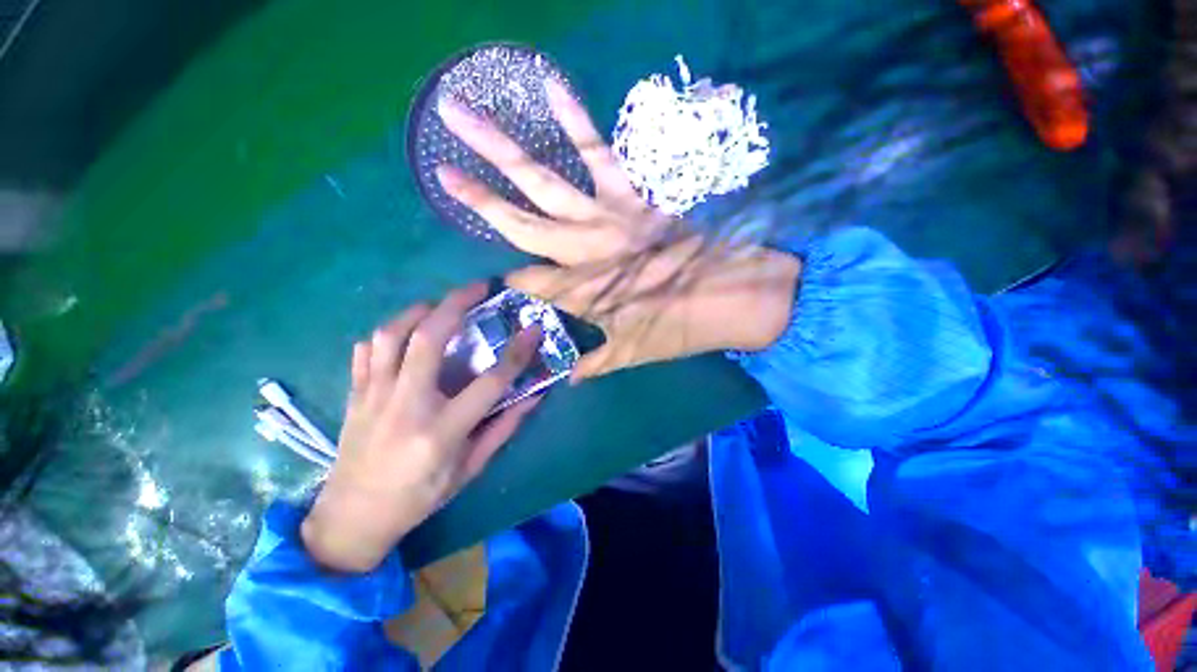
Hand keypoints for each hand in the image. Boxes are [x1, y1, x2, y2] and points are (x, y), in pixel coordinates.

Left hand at [301, 284, 542, 572]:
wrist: (352, 517)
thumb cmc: (419, 496)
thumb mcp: (470, 468)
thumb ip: (504, 427)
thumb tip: (534, 395)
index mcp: (441, 430)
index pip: (489, 382)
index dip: (517, 352)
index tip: (533, 328)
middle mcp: (405, 405)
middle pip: (428, 339)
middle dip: (456, 304)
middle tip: (478, 288)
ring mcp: (373, 396)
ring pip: (390, 336)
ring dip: (419, 311)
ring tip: (440, 304)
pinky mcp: (354, 394)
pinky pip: (366, 350)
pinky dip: (387, 333)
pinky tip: (404, 332)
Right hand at [438, 79, 800, 379]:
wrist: (733, 299)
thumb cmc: (679, 328)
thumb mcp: (631, 353)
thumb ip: (593, 364)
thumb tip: (566, 378)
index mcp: (579, 292)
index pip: (527, 282)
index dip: (509, 280)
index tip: (494, 274)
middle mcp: (581, 251)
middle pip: (520, 224)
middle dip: (479, 202)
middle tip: (441, 173)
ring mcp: (605, 218)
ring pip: (543, 182)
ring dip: (499, 149)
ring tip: (460, 113)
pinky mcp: (633, 195)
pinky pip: (600, 153)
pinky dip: (576, 118)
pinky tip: (550, 86)